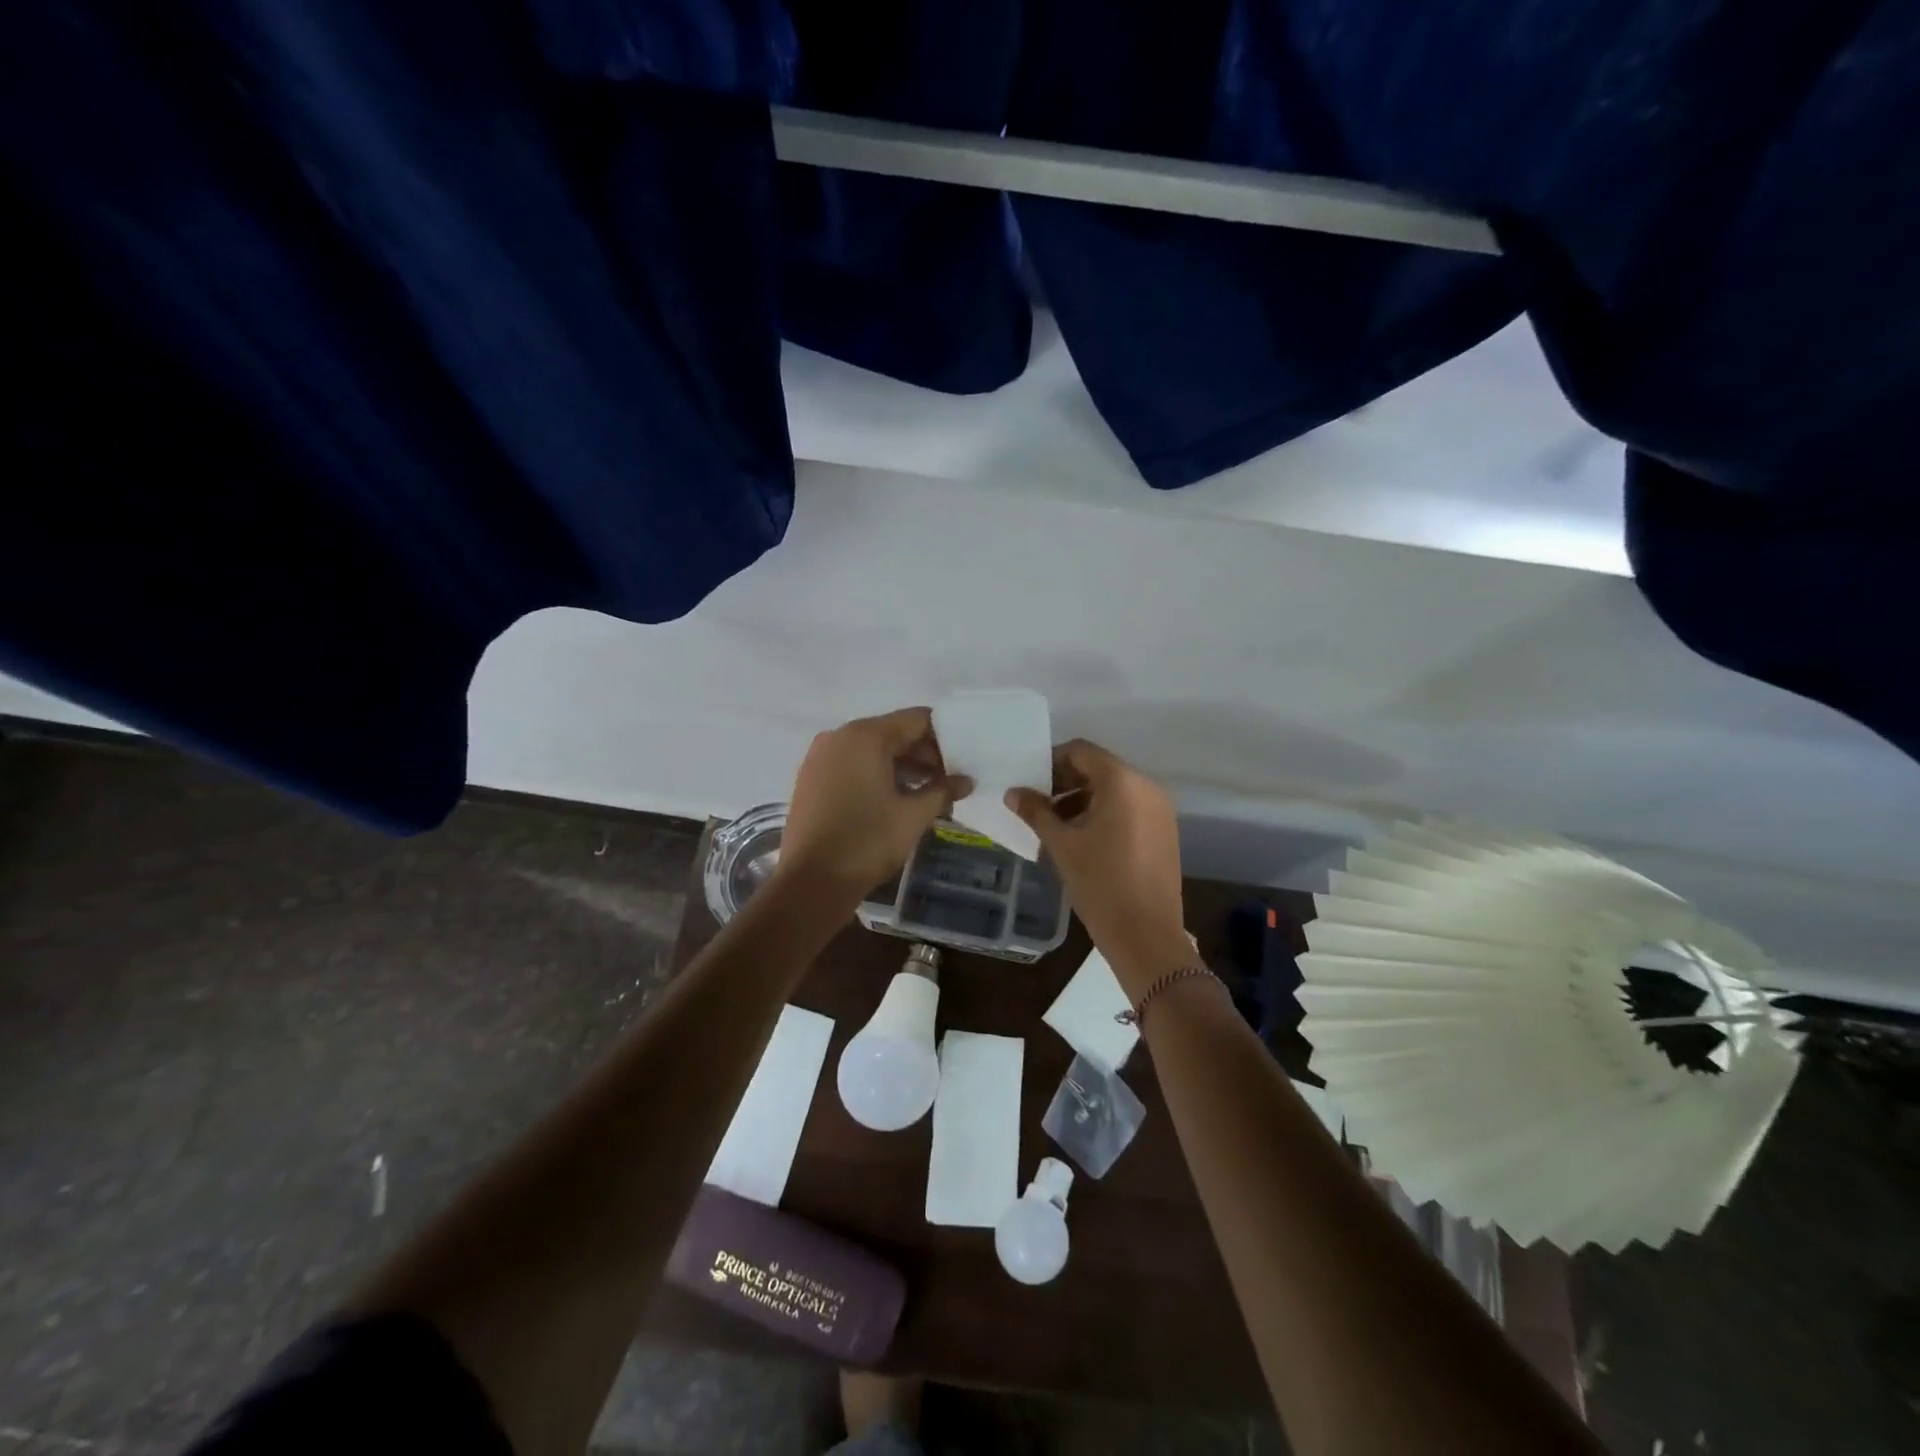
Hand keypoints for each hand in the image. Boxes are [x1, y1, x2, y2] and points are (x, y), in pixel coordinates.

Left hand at [778, 708, 971, 901]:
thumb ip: (943, 791)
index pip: (916, 720)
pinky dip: (876, 774)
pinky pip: (852, 765)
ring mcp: (820, 757)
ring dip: (902, 766)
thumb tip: (966, 781)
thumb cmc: (867, 841)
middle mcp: (839, 736)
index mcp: (865, 735)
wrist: (811, 882)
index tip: (963, 760)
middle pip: (892, 732)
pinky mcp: (811, 779)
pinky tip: (895, 799)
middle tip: (949, 780)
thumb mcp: (913, 815)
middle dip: (924, 754)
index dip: (944, 737)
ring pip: (871, 750)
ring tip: (929, 792)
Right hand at [1005, 740, 1188, 997]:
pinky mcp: (1165, 831)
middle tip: (1038, 806)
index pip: (1082, 751)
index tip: (1030, 783)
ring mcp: (1160, 810)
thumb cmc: (1100, 884)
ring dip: (1083, 799)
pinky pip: (1129, 808)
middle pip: (1099, 769)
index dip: (1052, 762)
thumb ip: (1036, 812)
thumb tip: (1013, 792)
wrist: (1146, 935)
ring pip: (1114, 790)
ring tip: (1056, 827)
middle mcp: (1147, 786)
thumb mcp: (1061, 845)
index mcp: (1122, 782)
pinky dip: (1104, 813)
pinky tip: (1083, 840)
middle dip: (1066, 782)